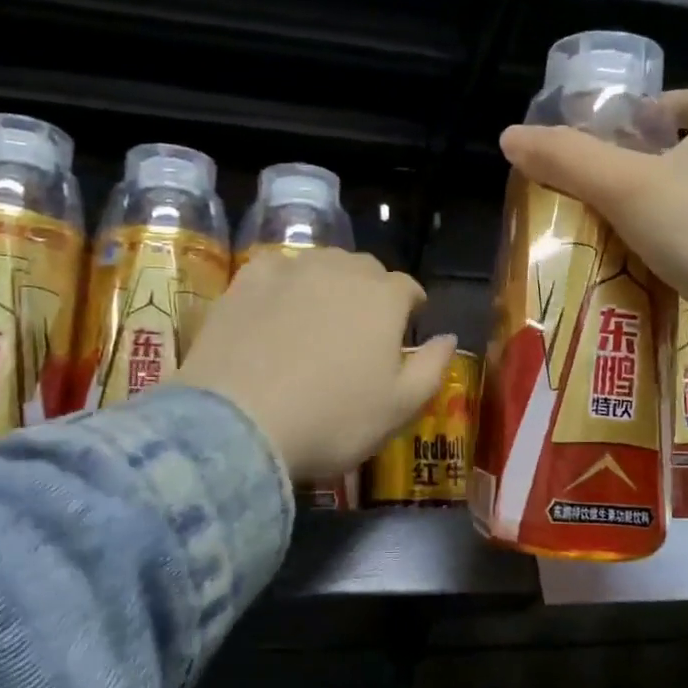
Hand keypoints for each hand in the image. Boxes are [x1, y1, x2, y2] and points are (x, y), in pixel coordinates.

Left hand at [170, 247, 455, 483]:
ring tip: (320, 317)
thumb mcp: (400, 408)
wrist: (239, 424)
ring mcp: (291, 270)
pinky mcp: (247, 280)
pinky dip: (285, 283)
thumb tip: (448, 338)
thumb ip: (433, 368)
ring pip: (323, 264)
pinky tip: (277, 308)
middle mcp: (341, 270)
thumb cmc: (332, 421)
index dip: (411, 309)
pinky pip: (277, 269)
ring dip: (331, 283)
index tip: (406, 330)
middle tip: (362, 330)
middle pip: (366, 270)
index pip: (409, 289)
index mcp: (384, 298)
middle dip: (372, 292)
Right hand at [499, 88, 687, 410]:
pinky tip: (644, 268)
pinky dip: (676, 246)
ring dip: (653, 213)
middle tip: (589, 197)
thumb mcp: (623, 186)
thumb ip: (565, 159)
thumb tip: (509, 138)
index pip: (674, 103)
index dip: (631, 120)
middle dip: (635, 172)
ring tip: (606, 235)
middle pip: (678, 152)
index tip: (595, 152)